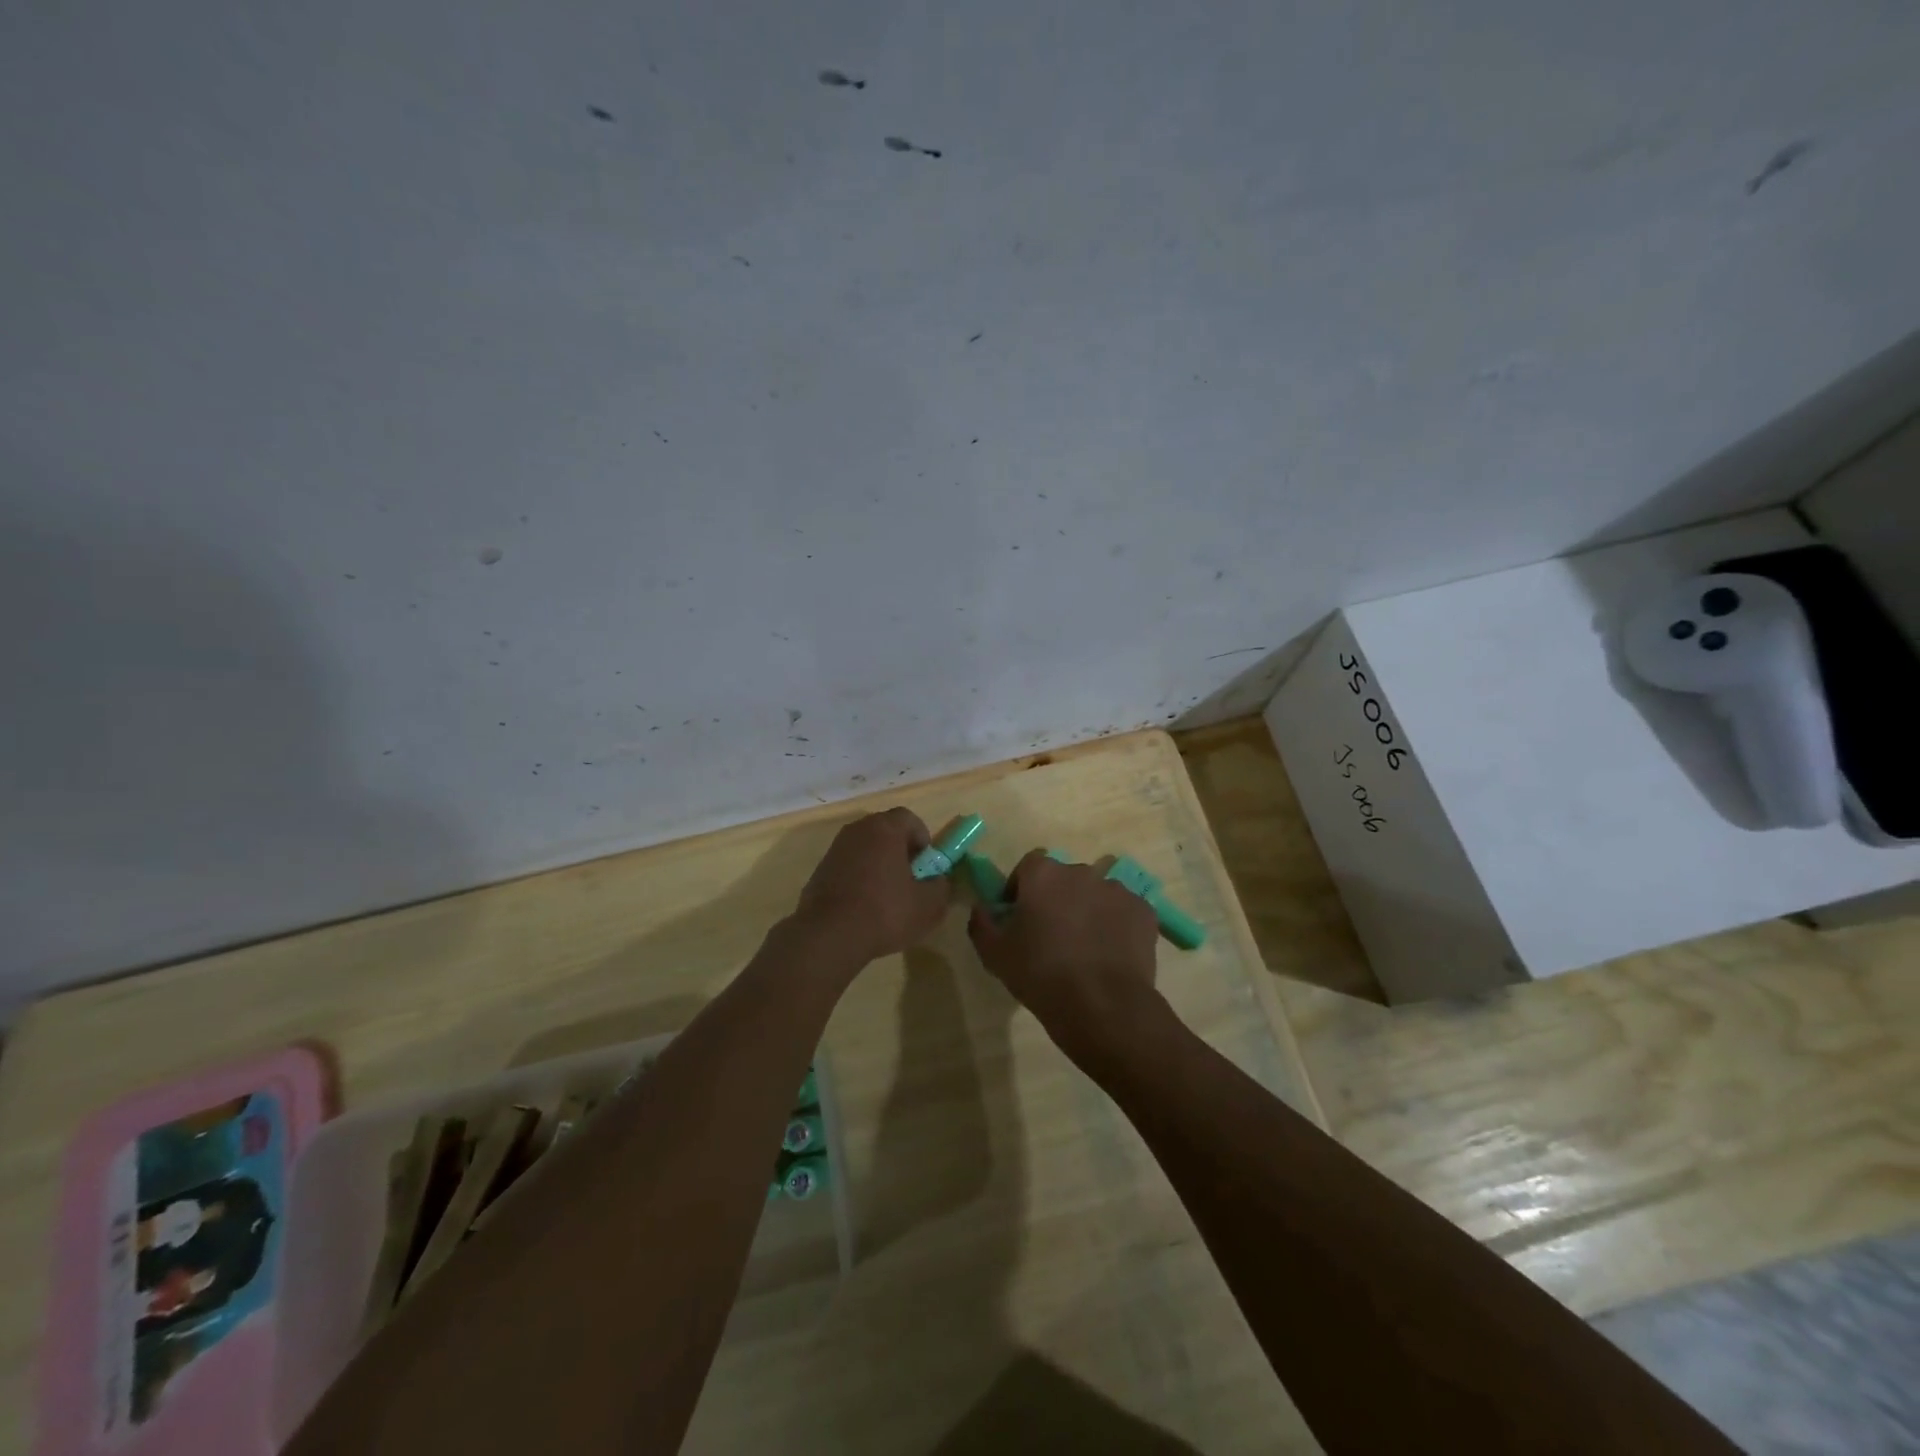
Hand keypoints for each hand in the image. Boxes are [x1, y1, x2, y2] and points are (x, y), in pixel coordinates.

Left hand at [793, 808, 951, 964]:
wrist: (828, 936)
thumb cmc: (885, 912)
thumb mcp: (929, 905)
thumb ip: (941, 886)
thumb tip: (937, 880)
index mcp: (885, 829)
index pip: (909, 818)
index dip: (922, 839)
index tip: (926, 866)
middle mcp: (857, 830)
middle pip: (886, 832)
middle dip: (901, 852)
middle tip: (910, 881)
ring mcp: (835, 849)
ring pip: (866, 849)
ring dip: (879, 866)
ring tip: (887, 897)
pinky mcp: (820, 870)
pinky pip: (848, 866)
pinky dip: (859, 878)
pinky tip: (864, 907)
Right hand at [967, 850, 1163, 1067]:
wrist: (1102, 1005)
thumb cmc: (1041, 974)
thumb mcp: (994, 954)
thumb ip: (982, 923)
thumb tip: (983, 908)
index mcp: (1043, 874)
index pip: (1028, 867)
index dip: (1021, 888)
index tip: (1019, 916)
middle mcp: (1081, 872)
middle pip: (1064, 879)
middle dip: (1057, 899)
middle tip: (1052, 934)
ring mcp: (1117, 890)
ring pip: (1096, 895)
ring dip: (1088, 911)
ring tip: (1085, 948)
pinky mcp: (1143, 911)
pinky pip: (1123, 913)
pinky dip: (1116, 926)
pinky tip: (1110, 955)